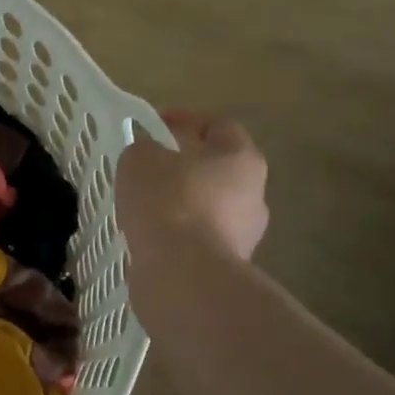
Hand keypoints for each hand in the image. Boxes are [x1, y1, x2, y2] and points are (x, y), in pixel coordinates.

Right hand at [117, 111, 268, 260]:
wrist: (183, 273)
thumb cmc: (167, 201)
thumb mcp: (140, 160)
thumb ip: (145, 149)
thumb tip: (150, 154)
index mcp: (241, 158)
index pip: (220, 126)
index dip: (187, 120)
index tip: (156, 125)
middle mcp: (255, 194)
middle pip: (219, 169)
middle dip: (187, 166)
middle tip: (152, 168)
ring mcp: (246, 234)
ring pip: (211, 207)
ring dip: (184, 204)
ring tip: (147, 207)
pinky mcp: (229, 266)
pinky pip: (201, 239)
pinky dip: (180, 234)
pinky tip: (153, 237)